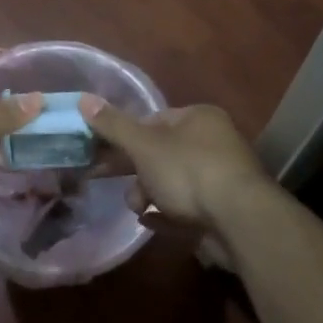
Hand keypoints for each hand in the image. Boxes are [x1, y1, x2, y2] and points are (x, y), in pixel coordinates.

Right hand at [77, 95, 271, 229]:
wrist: (239, 221)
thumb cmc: (189, 171)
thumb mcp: (144, 145)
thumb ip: (113, 125)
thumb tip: (82, 99)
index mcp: (199, 118)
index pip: (155, 120)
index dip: (127, 135)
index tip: (103, 151)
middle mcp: (214, 142)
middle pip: (162, 153)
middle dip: (135, 170)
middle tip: (107, 181)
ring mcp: (221, 178)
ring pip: (173, 182)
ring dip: (149, 195)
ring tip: (138, 209)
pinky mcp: (223, 210)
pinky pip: (187, 208)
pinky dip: (167, 214)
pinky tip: (150, 222)